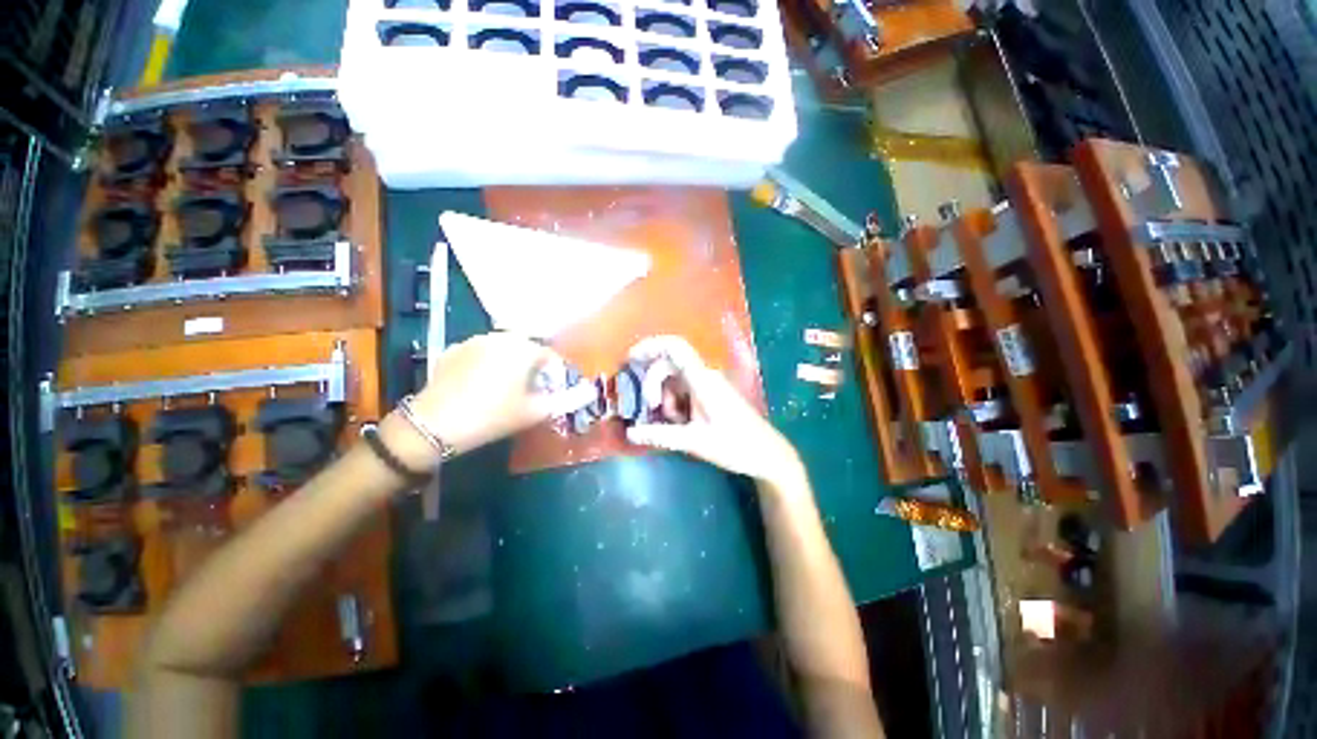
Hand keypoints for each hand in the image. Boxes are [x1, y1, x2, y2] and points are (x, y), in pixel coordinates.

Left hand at [400, 333, 596, 460]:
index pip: (550, 355)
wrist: (434, 424)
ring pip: (504, 348)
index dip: (555, 374)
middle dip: (533, 367)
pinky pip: (481, 352)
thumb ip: (568, 399)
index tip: (552, 392)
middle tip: (530, 391)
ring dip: (511, 363)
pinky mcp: (453, 350)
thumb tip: (590, 391)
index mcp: (523, 348)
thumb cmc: (493, 416)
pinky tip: (480, 385)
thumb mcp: (536, 411)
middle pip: (527, 348)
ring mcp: (473, 340)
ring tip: (506, 388)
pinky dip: (488, 363)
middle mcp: (500, 336)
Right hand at [624, 336, 805, 486]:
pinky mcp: (711, 394)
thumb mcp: (693, 442)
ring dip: (666, 400)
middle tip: (651, 410)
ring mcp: (709, 384)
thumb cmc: (734, 446)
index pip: (675, 347)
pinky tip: (681, 424)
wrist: (767, 454)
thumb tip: (629, 433)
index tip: (629, 359)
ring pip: (675, 381)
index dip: (650, 345)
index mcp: (702, 380)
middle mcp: (705, 375)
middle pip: (669, 366)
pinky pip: (684, 390)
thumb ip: (660, 435)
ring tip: (675, 425)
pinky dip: (675, 404)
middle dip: (654, 385)